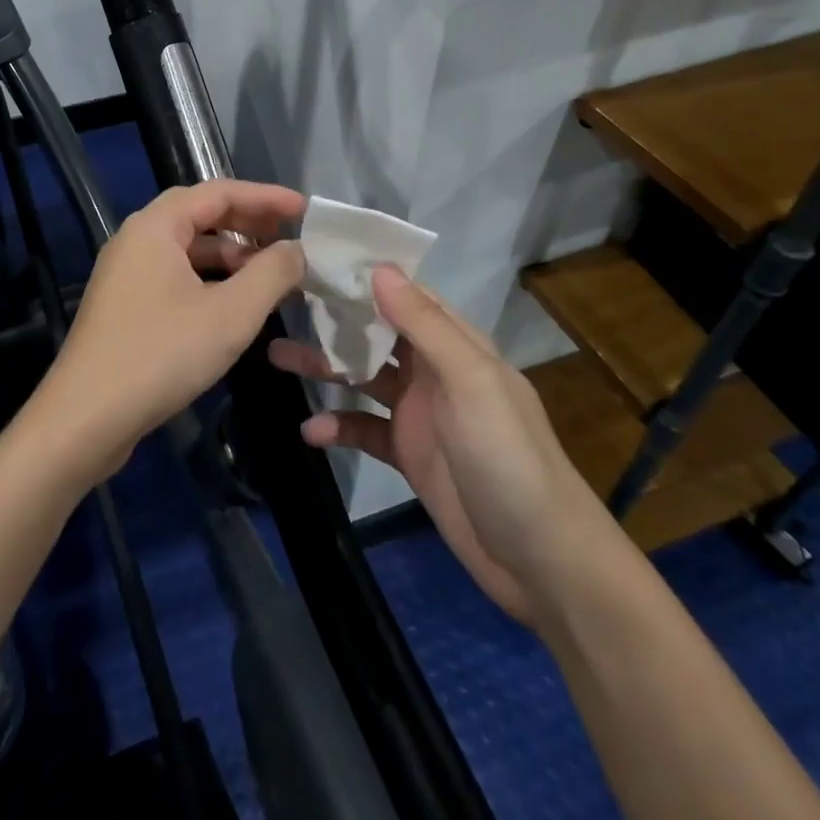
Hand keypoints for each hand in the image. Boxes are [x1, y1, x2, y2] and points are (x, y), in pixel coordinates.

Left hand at [35, 179, 305, 481]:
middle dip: (247, 225)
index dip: (265, 198)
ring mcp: (126, 274)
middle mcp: (136, 240)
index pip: (218, 192)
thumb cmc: (161, 354)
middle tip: (290, 240)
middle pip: (200, 216)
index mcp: (155, 227)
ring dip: (230, 257)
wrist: (86, 418)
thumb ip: (271, 274)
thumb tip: (297, 250)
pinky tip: (235, 306)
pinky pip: (175, 277)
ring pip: (187, 250)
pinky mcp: (125, 306)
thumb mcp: (231, 314)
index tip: (305, 211)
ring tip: (271, 277)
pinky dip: (209, 282)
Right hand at [270, 267, 621, 623]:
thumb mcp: (470, 383)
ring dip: (325, 368)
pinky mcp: (408, 455)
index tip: (316, 258)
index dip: (365, 275)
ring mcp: (420, 414)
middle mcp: (435, 371)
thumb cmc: (508, 458)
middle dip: (335, 319)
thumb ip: (424, 326)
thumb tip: (379, 268)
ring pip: (363, 377)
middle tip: (282, 304)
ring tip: (277, 356)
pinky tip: (311, 433)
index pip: (406, 295)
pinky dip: (338, 426)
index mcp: (457, 345)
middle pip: (377, 333)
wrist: (541, 561)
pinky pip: (364, 429)